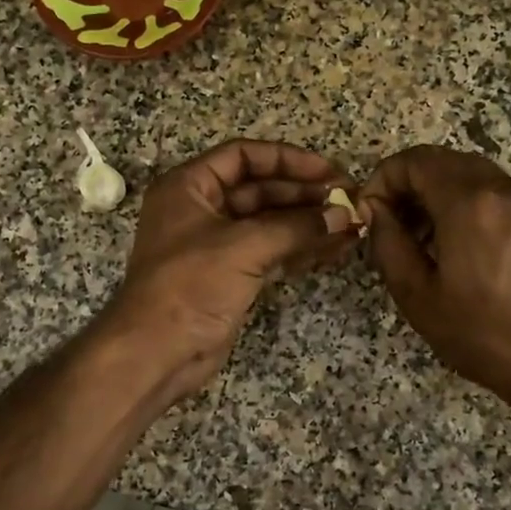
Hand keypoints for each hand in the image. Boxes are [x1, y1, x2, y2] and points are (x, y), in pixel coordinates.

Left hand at [102, 139, 357, 401]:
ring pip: (270, 222)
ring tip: (352, 224)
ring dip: (308, 222)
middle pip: (260, 188)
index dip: (287, 159)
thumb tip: (344, 215)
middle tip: (348, 200)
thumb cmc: (190, 286)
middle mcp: (202, 209)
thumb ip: (295, 227)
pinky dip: (301, 248)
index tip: (328, 171)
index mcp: (189, 187)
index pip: (243, 157)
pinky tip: (335, 247)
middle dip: (304, 193)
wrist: (158, 353)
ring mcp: (217, 244)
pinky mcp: (231, 275)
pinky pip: (271, 251)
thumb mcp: (243, 247)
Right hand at [362, 146, 510, 407]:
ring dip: (435, 192)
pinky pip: (490, 190)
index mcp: (467, 203)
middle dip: (407, 184)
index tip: (371, 213)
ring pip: (466, 172)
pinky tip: (455, 242)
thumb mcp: (416, 294)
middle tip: (391, 224)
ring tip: (420, 237)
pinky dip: (463, 201)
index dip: (383, 179)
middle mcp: (498, 187)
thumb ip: (388, 242)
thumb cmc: (481, 332)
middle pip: (440, 160)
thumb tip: (375, 210)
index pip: (413, 161)